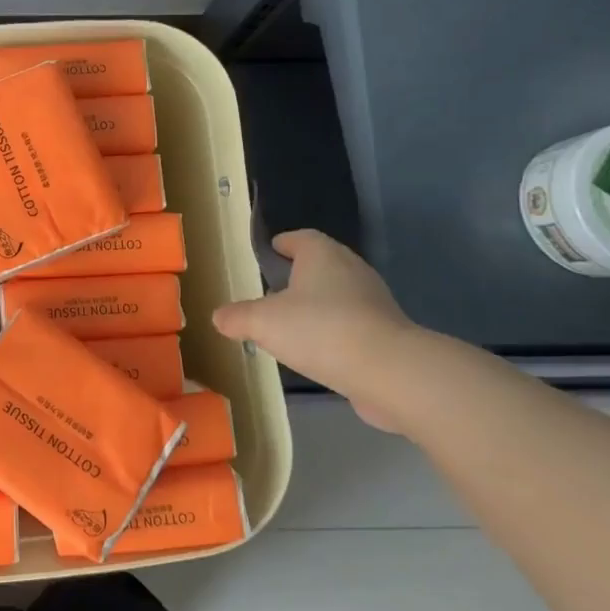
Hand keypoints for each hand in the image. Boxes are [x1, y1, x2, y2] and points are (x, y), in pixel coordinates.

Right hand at [212, 230, 417, 430]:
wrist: (390, 372)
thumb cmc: (320, 330)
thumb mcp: (263, 323)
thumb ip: (238, 317)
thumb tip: (219, 317)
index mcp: (322, 255)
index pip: (302, 238)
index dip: (285, 244)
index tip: (271, 252)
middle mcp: (351, 270)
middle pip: (322, 265)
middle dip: (299, 276)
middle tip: (274, 291)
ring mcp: (374, 302)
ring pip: (339, 295)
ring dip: (319, 306)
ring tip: (293, 325)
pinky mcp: (388, 334)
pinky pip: (354, 324)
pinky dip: (336, 332)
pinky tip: (319, 352)